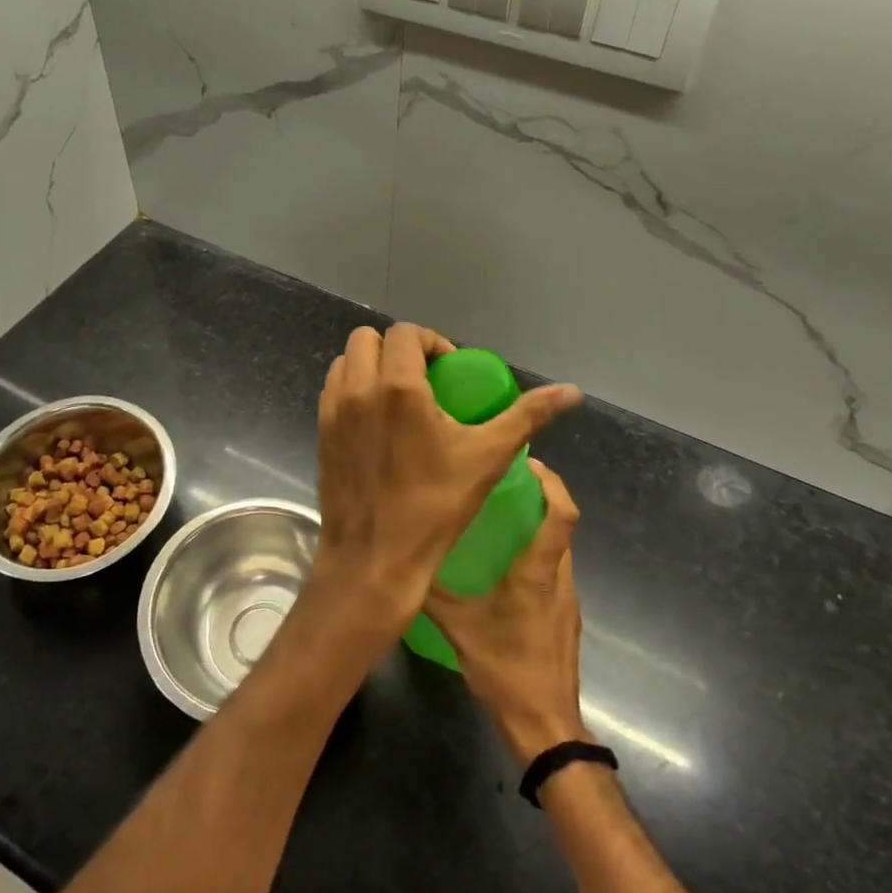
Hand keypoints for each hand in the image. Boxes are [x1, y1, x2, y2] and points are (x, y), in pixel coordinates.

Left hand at [298, 324, 581, 663]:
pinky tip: (376, 421)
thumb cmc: (435, 507)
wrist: (374, 559)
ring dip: (371, 366)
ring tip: (398, 397)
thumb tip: (571, 391)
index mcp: (398, 387)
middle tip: (423, 379)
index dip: (431, 342)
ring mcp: (332, 411)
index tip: (448, 370)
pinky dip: (352, 389)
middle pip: (368, 339)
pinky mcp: (320, 432)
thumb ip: (528, 416)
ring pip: (345, 362)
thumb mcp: (488, 457)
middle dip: (397, 349)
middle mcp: (358, 389)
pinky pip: (333, 390)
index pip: (406, 333)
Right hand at [424, 458, 588, 762]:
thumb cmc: (506, 670)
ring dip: (539, 526)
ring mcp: (566, 600)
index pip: (560, 515)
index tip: (529, 462)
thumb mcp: (460, 628)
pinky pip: (554, 572)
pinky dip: (537, 555)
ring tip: (501, 517)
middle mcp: (559, 579)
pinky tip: (505, 567)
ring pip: (559, 549)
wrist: (545, 726)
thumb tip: (402, 562)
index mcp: (537, 573)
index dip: (552, 483)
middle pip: (562, 525)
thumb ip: (432, 594)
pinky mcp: (565, 618)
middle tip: (505, 481)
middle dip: (542, 497)